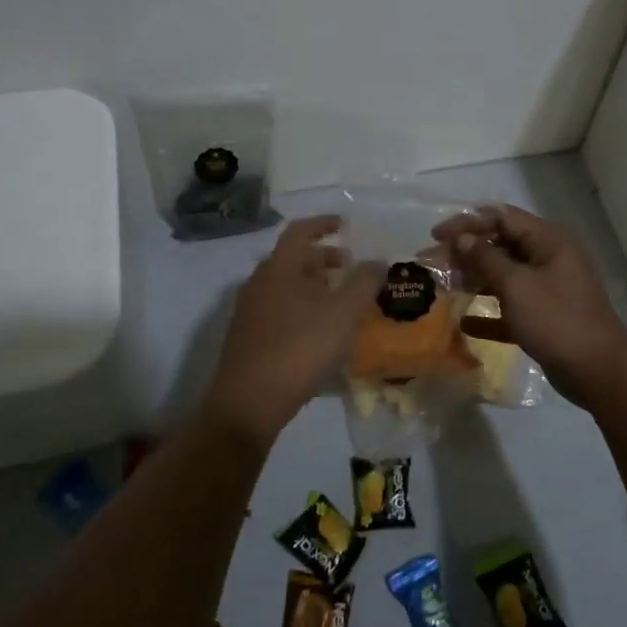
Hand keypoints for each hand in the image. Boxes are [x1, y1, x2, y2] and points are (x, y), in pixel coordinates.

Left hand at [205, 216, 382, 443]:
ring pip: (285, 286)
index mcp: (279, 268)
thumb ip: (365, 282)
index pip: (300, 231)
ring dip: (313, 285)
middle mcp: (259, 283)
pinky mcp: (248, 337)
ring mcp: (250, 311)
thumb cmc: (299, 348)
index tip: (344, 225)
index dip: (323, 224)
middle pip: (292, 259)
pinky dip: (302, 307)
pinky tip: (320, 330)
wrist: (249, 402)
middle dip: (323, 258)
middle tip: (350, 267)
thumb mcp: (343, 313)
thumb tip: (377, 261)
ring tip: (340, 300)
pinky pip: (279, 309)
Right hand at [433, 204, 626, 406]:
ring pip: (504, 275)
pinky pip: (511, 307)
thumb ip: (485, 258)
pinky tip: (464, 322)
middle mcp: (549, 258)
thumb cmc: (556, 320)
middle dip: (465, 253)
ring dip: (474, 280)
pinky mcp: (545, 317)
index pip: (501, 217)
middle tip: (430, 264)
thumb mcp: (517, 285)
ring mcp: (548, 288)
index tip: (436, 238)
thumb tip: (461, 238)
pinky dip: (489, 311)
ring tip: (442, 289)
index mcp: (548, 240)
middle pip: (500, 245)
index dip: (466, 223)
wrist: (598, 371)